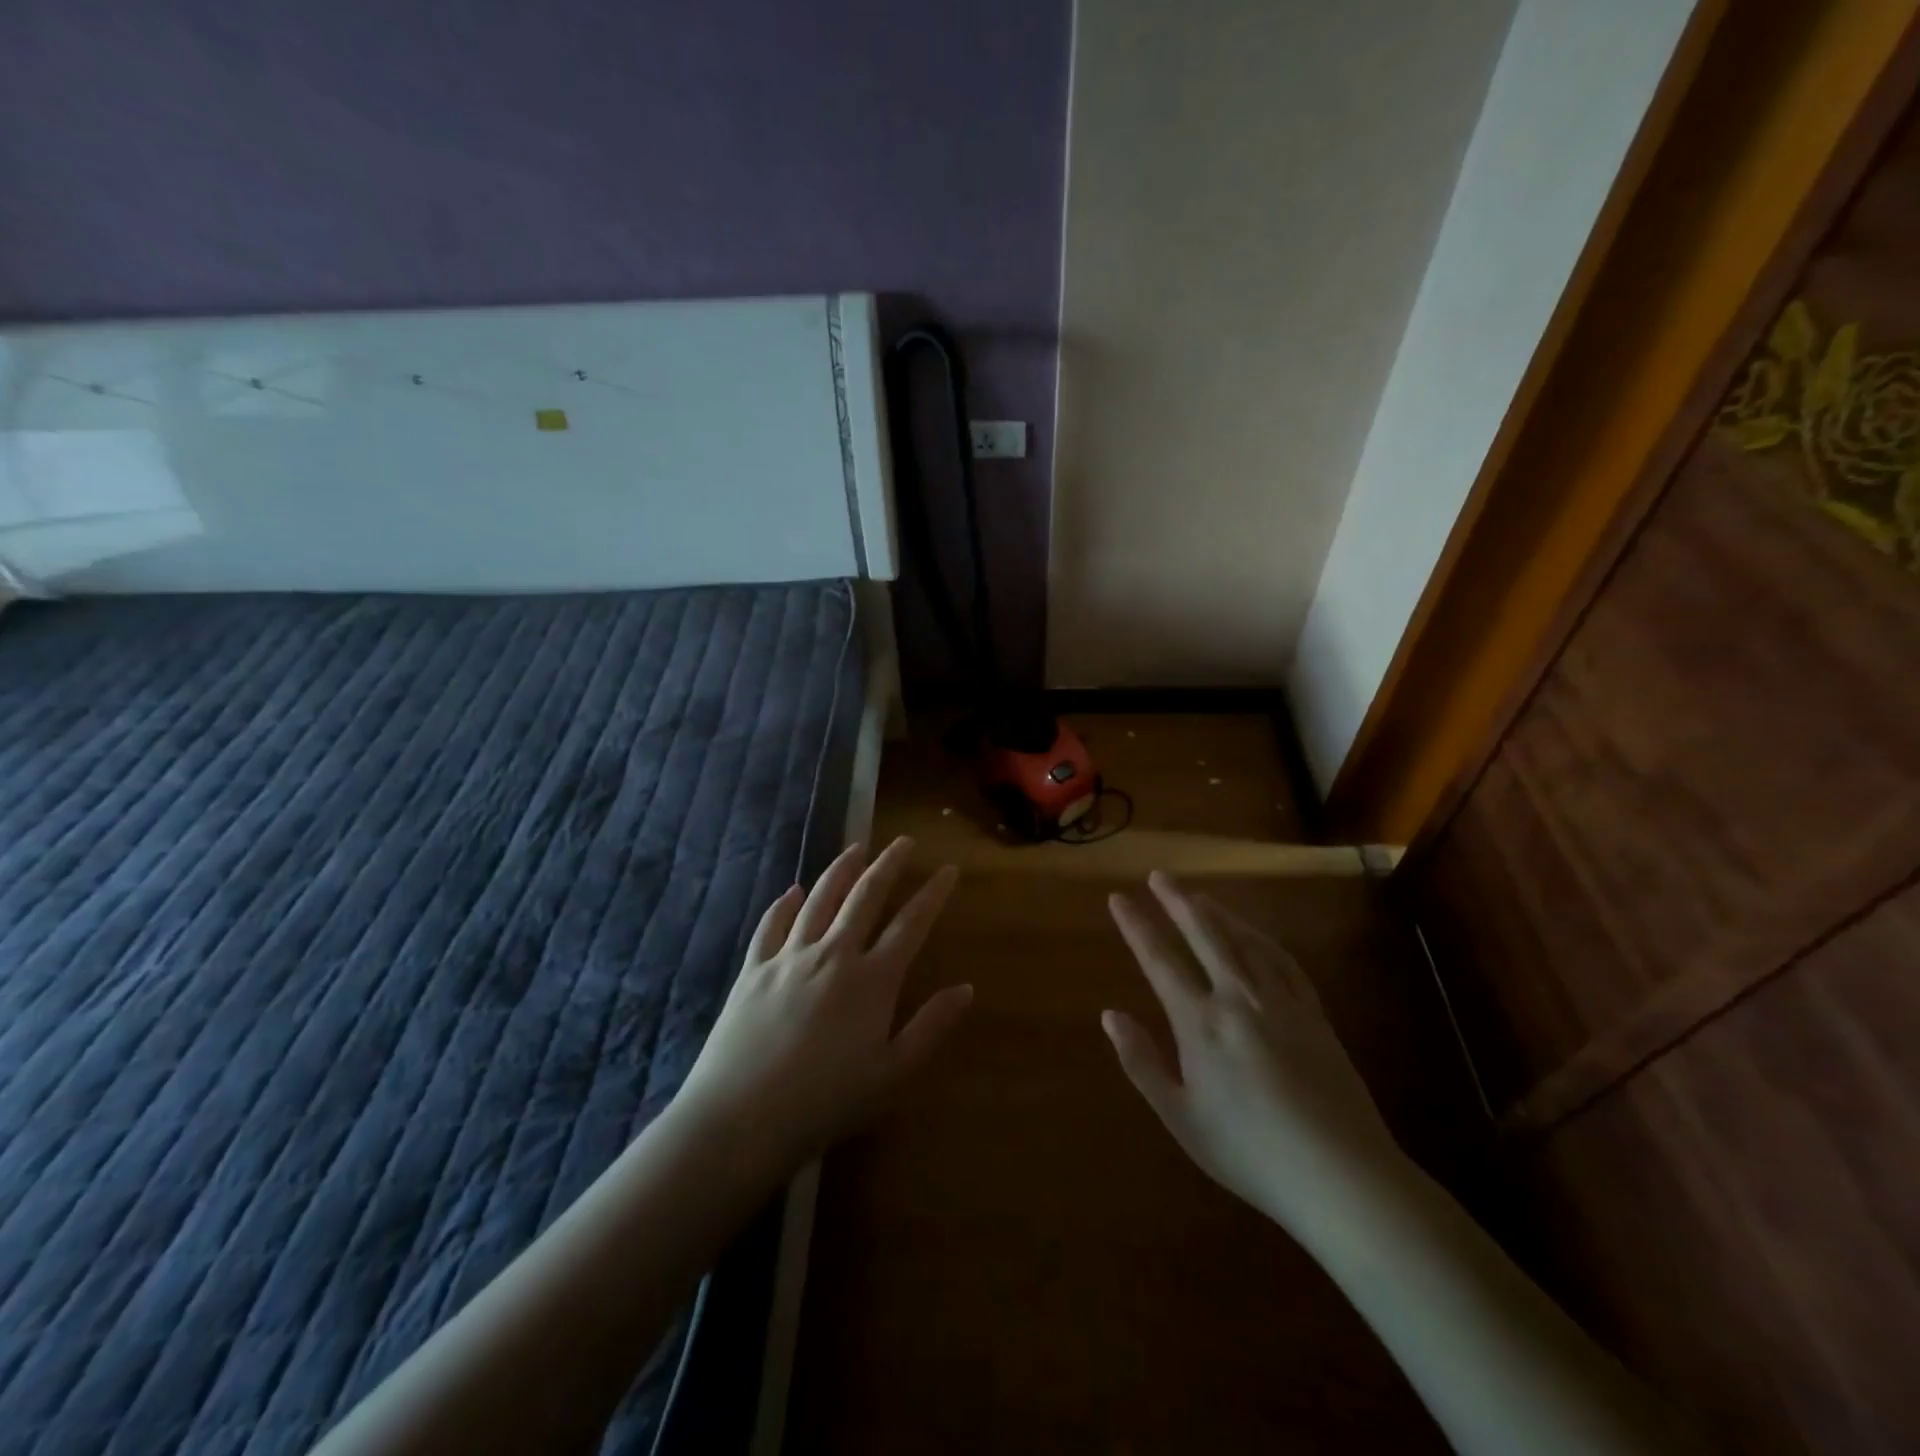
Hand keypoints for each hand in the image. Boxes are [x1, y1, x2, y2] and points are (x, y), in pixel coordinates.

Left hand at [675, 838, 970, 1171]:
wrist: (741, 1118)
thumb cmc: (826, 1102)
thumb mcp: (892, 1073)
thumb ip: (931, 1027)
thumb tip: (966, 988)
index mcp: (872, 979)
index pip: (911, 923)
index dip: (933, 894)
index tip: (948, 869)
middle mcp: (833, 954)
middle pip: (865, 896)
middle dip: (888, 865)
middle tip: (904, 842)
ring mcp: (790, 957)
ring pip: (819, 898)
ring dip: (840, 869)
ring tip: (856, 848)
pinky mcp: (754, 968)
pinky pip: (772, 924)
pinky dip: (784, 903)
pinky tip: (792, 890)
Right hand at [1104, 872, 1405, 1236]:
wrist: (1342, 1176)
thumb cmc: (1250, 1153)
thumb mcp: (1181, 1118)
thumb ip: (1141, 1063)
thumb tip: (1110, 1015)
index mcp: (1200, 1023)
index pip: (1159, 959)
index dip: (1136, 925)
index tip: (1119, 898)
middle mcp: (1238, 998)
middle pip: (1205, 934)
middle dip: (1177, 900)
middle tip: (1159, 875)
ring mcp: (1281, 1001)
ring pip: (1244, 940)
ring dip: (1218, 912)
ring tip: (1199, 895)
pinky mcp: (1314, 1013)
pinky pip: (1283, 960)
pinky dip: (1261, 938)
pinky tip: (1254, 934)